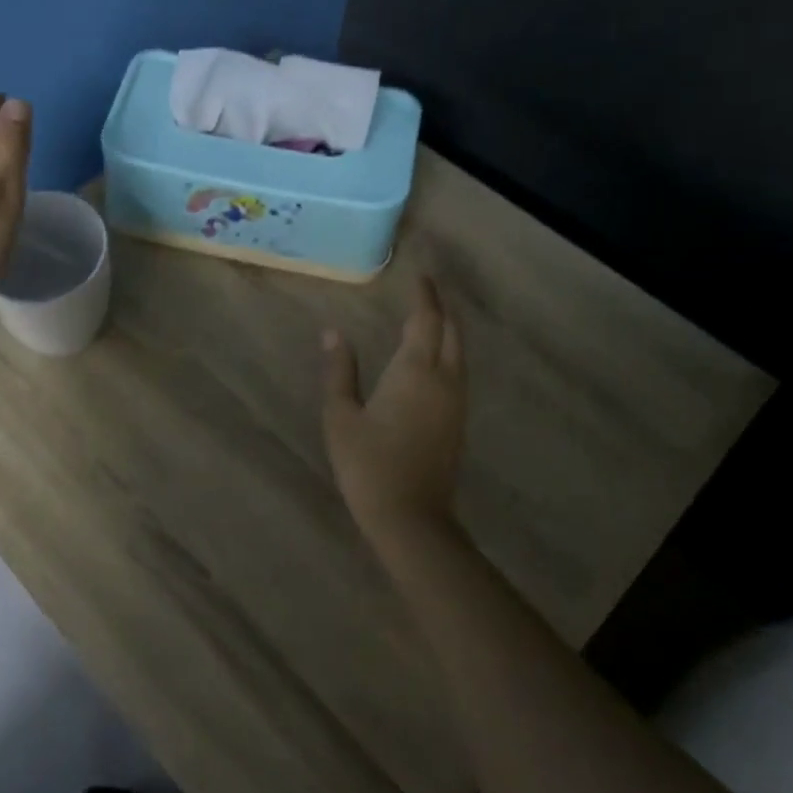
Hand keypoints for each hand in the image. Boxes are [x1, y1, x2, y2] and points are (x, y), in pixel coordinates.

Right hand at [322, 276, 467, 529]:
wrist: (410, 517)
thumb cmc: (368, 464)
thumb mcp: (341, 416)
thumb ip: (339, 371)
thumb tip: (333, 332)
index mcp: (415, 372)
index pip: (426, 321)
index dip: (425, 296)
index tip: (420, 275)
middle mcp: (444, 380)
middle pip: (452, 332)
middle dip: (441, 308)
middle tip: (427, 290)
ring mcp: (455, 403)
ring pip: (459, 353)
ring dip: (448, 330)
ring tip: (431, 316)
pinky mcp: (457, 422)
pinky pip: (458, 372)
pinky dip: (448, 352)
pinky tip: (434, 359)